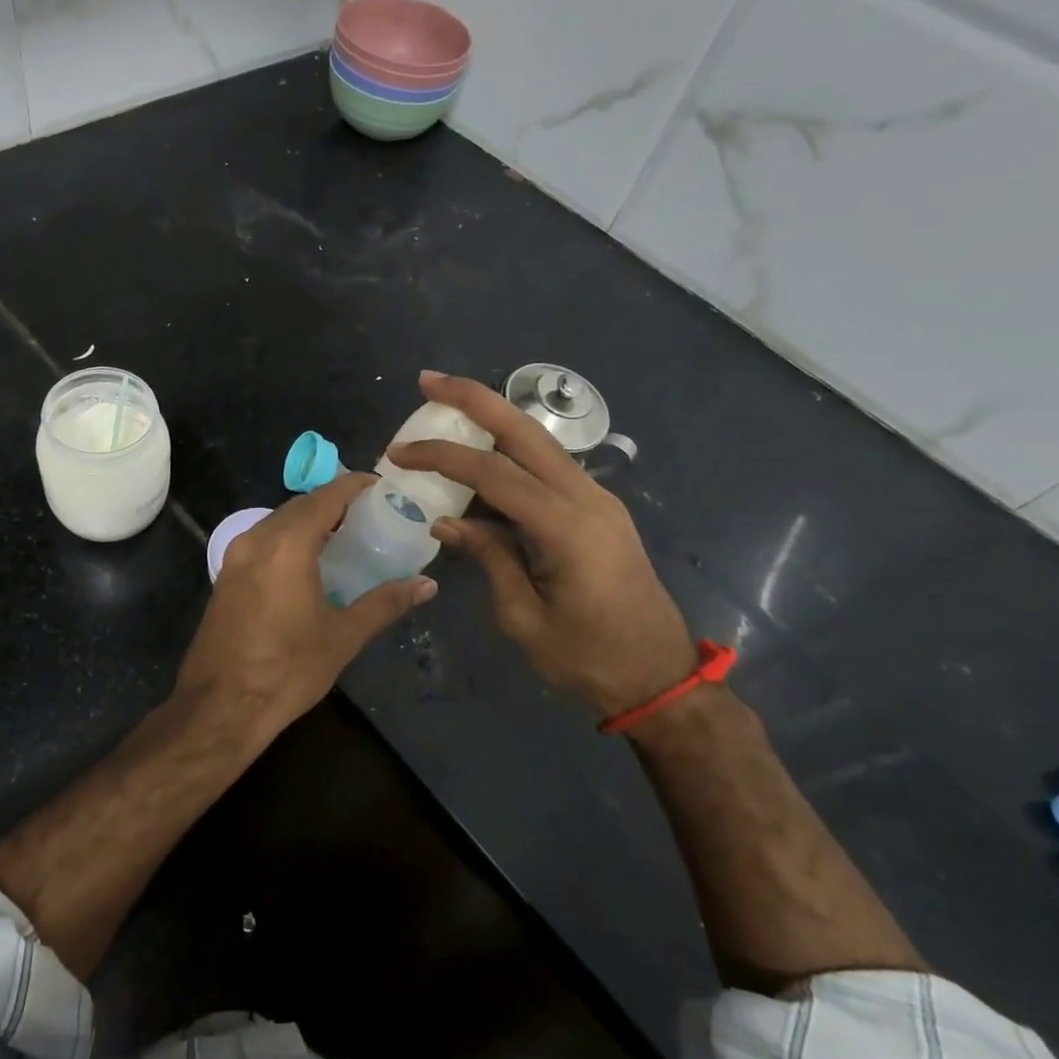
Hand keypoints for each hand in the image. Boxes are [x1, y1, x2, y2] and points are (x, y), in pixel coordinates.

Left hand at [176, 473, 435, 740]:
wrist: (219, 706)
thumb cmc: (287, 669)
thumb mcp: (342, 637)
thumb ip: (385, 603)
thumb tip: (427, 584)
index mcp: (287, 544)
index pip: (326, 496)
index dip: (354, 486)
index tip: (380, 487)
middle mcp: (257, 539)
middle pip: (300, 505)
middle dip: (333, 502)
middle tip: (368, 515)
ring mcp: (235, 557)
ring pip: (278, 521)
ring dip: (309, 521)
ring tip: (343, 538)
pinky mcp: (225, 576)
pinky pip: (262, 541)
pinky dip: (288, 539)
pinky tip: (308, 564)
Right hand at [388, 372, 695, 718]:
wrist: (659, 676)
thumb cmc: (588, 658)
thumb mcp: (524, 618)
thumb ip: (488, 558)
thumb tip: (446, 521)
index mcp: (567, 527)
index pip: (493, 474)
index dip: (442, 457)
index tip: (399, 455)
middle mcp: (587, 498)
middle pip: (524, 431)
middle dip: (474, 399)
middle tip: (428, 381)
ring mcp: (598, 500)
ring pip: (539, 442)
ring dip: (493, 419)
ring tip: (447, 408)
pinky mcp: (599, 509)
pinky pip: (548, 467)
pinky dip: (511, 452)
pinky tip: (482, 456)